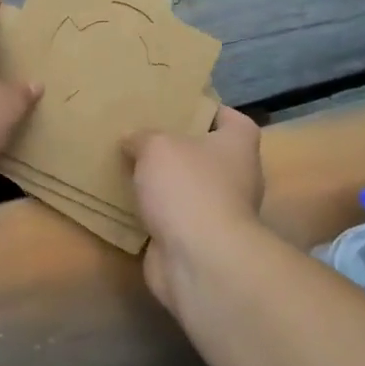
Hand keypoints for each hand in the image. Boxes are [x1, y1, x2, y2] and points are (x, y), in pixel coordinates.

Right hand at [124, 106, 264, 310]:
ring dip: (164, 183)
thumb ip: (143, 137)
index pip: (233, 120)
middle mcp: (237, 177)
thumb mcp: (157, 146)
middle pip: (207, 154)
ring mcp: (218, 212)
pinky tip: (126, 202)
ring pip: (187, 188)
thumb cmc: (189, 188)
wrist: (199, 259)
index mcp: (238, 146)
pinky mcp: (197, 240)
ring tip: (129, 166)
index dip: (210, 110)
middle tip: (143, 134)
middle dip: (178, 147)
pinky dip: (153, 213)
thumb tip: (132, 139)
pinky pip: (172, 218)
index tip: (179, 106)